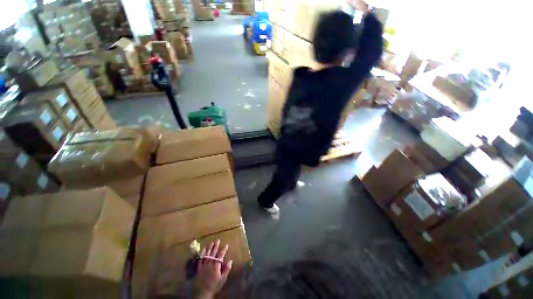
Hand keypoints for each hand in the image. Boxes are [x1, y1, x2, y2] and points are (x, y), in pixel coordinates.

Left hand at [193, 240, 232, 298]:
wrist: (203, 293)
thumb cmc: (214, 286)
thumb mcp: (222, 279)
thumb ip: (226, 270)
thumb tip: (230, 261)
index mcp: (216, 266)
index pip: (221, 255)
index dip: (224, 250)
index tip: (227, 245)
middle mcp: (210, 264)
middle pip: (213, 253)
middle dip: (216, 246)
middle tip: (218, 240)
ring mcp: (204, 266)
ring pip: (207, 255)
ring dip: (209, 248)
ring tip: (211, 242)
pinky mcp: (199, 268)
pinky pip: (200, 259)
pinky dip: (202, 254)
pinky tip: (203, 250)